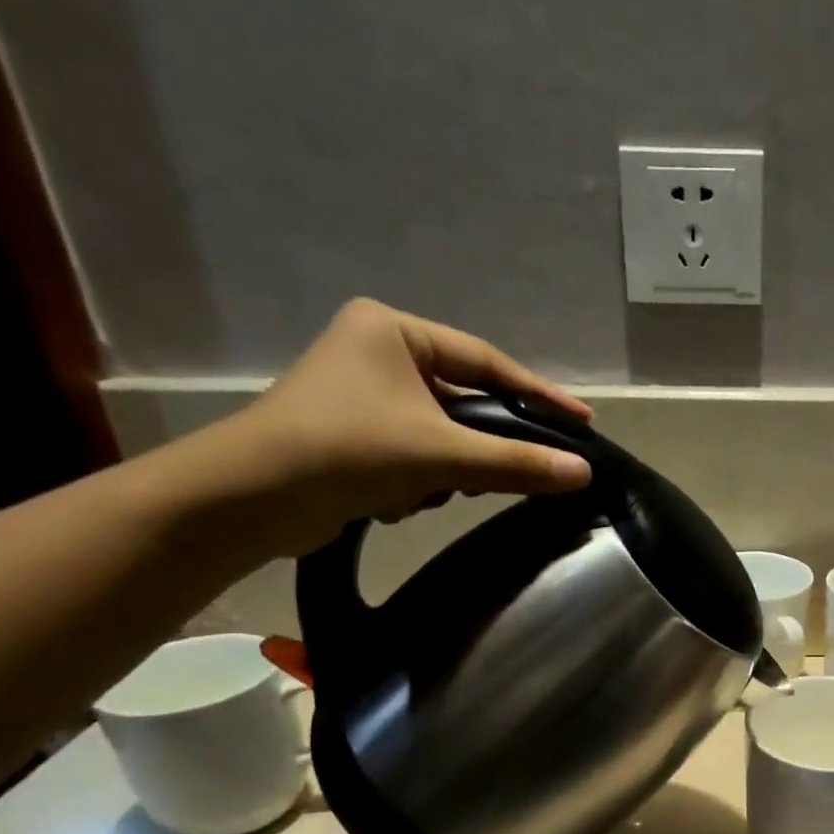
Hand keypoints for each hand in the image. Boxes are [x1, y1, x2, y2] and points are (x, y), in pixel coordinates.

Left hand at [216, 298, 594, 553]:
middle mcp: (378, 353)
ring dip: (446, 470)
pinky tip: (399, 500)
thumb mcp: (441, 455)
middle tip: (527, 469)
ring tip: (433, 492)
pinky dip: (419, 480)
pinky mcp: (355, 435)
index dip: (540, 395)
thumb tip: (583, 472)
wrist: (249, 499)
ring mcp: (365, 395)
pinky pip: (416, 453)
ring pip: (443, 434)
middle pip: (465, 401)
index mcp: (395, 332)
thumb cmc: (346, 451)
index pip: (487, 362)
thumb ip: (516, 462)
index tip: (583, 422)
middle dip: (482, 444)